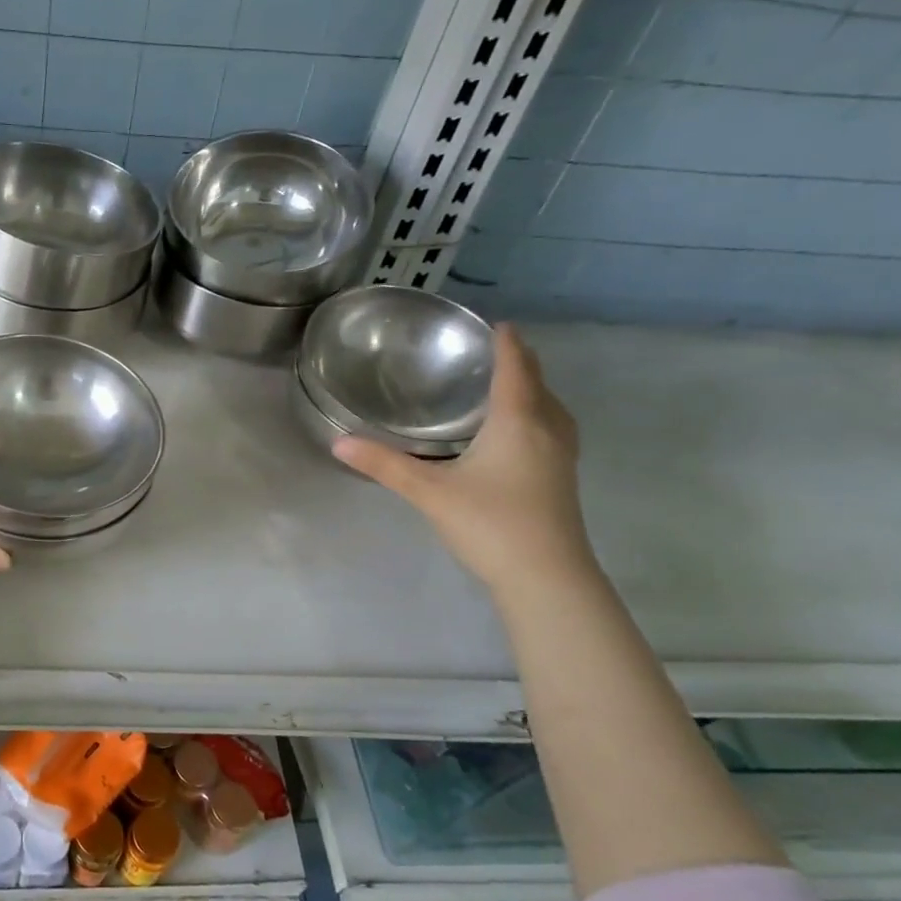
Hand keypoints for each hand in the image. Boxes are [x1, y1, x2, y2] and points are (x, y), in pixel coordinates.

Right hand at [333, 326, 593, 597]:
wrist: (546, 578)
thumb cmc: (490, 524)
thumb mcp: (429, 492)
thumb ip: (384, 465)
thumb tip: (339, 443)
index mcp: (518, 421)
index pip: (515, 369)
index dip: (507, 343)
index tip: (497, 323)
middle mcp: (547, 430)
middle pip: (538, 384)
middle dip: (520, 363)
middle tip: (494, 350)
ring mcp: (561, 456)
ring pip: (551, 408)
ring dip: (532, 390)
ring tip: (508, 385)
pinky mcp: (562, 479)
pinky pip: (552, 429)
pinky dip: (537, 415)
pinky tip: (519, 433)